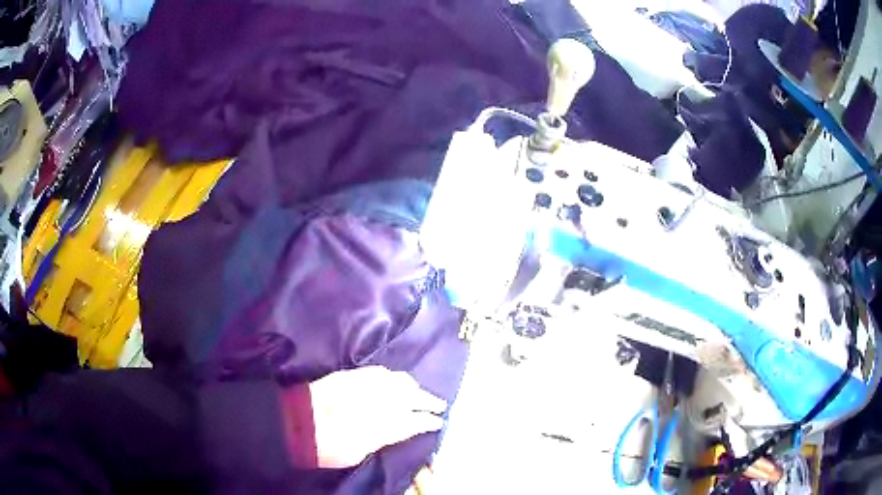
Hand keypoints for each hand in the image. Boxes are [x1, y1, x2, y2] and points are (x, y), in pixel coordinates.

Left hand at [309, 366, 446, 467]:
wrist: (298, 422)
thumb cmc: (329, 446)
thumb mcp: (360, 452)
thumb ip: (383, 439)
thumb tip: (397, 431)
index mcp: (386, 424)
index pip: (416, 420)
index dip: (429, 421)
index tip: (438, 422)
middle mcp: (381, 400)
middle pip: (413, 396)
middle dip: (429, 400)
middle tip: (439, 405)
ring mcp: (367, 384)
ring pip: (399, 380)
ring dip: (413, 387)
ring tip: (420, 392)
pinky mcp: (353, 374)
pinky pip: (380, 372)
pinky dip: (393, 377)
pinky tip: (395, 381)